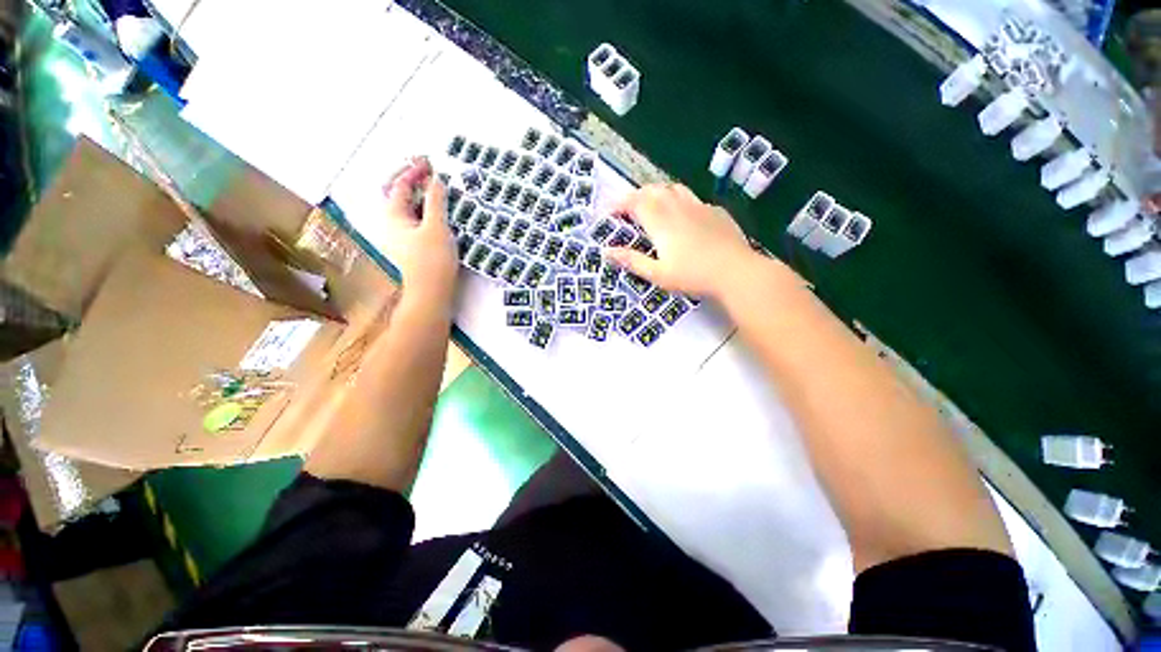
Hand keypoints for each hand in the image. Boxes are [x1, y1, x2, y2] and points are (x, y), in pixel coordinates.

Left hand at [381, 157, 457, 299]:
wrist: (430, 293)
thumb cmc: (432, 261)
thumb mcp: (437, 228)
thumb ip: (436, 201)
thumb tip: (436, 179)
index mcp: (393, 214)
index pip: (400, 184)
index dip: (413, 170)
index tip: (430, 161)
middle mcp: (391, 222)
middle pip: (396, 193)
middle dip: (409, 178)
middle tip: (427, 170)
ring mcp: (399, 235)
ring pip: (405, 206)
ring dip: (417, 193)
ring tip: (433, 187)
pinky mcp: (410, 245)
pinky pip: (413, 218)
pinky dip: (423, 208)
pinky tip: (435, 211)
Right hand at [603, 183, 758, 298]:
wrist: (736, 272)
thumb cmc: (693, 276)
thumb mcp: (657, 274)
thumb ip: (632, 261)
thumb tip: (606, 252)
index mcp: (660, 221)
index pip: (634, 202)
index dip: (619, 204)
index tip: (609, 212)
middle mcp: (677, 207)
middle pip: (652, 190)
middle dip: (636, 196)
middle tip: (629, 210)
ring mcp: (699, 206)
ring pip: (673, 189)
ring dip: (658, 194)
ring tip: (654, 207)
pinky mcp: (715, 211)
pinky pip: (693, 199)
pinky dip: (680, 202)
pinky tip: (684, 217)